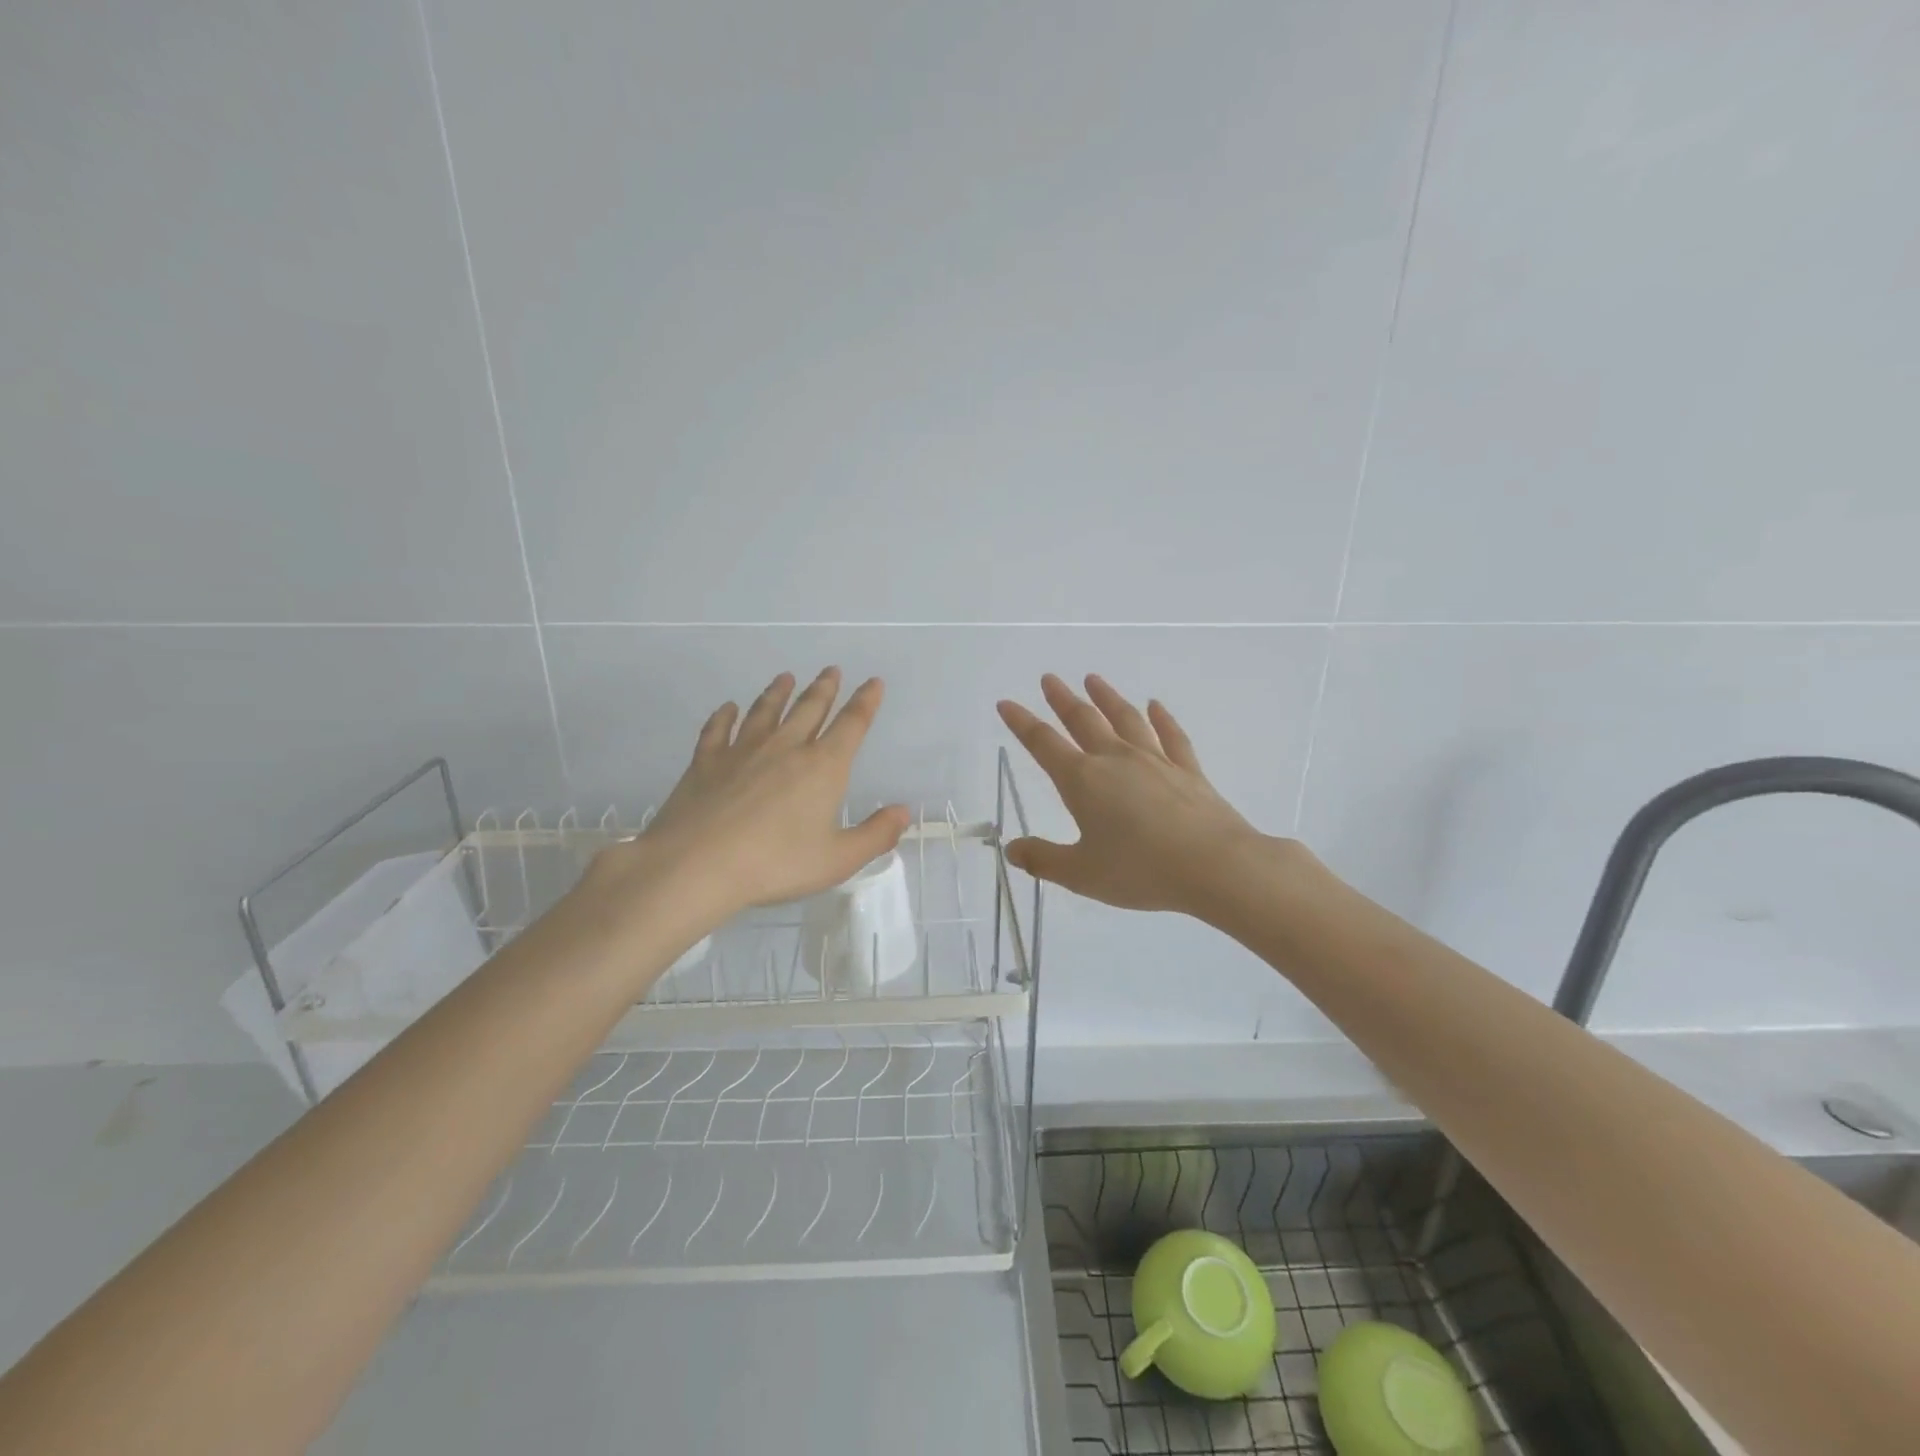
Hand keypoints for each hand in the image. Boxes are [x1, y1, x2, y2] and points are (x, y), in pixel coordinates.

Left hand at [584, 668, 910, 922]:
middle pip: (809, 709)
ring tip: (786, 678)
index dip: (865, 702)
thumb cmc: (776, 864)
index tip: (873, 682)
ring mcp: (742, 751)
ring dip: (778, 693)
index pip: (851, 725)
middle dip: (824, 689)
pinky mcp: (706, 762)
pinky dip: (724, 716)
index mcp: (822, 767)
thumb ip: (875, 835)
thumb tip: (903, 812)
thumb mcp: (837, 860)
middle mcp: (785, 748)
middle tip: (831, 670)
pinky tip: (727, 708)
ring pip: (765, 712)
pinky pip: (718, 730)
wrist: (697, 864)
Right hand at [997, 674, 1276, 917]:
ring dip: (1107, 697)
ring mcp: (1155, 761)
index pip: (1043, 744)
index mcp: (1083, 781)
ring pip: (1125, 719)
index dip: (1022, 722)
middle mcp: (1116, 760)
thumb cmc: (1141, 870)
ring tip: (1093, 679)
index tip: (1006, 703)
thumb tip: (1011, 849)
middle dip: (1062, 699)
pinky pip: (1171, 736)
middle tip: (1049, 679)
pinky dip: (1162, 719)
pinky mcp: (1188, 771)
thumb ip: (1044, 860)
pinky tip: (1155, 706)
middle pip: (1083, 721)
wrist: (1214, 866)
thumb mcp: (1082, 874)